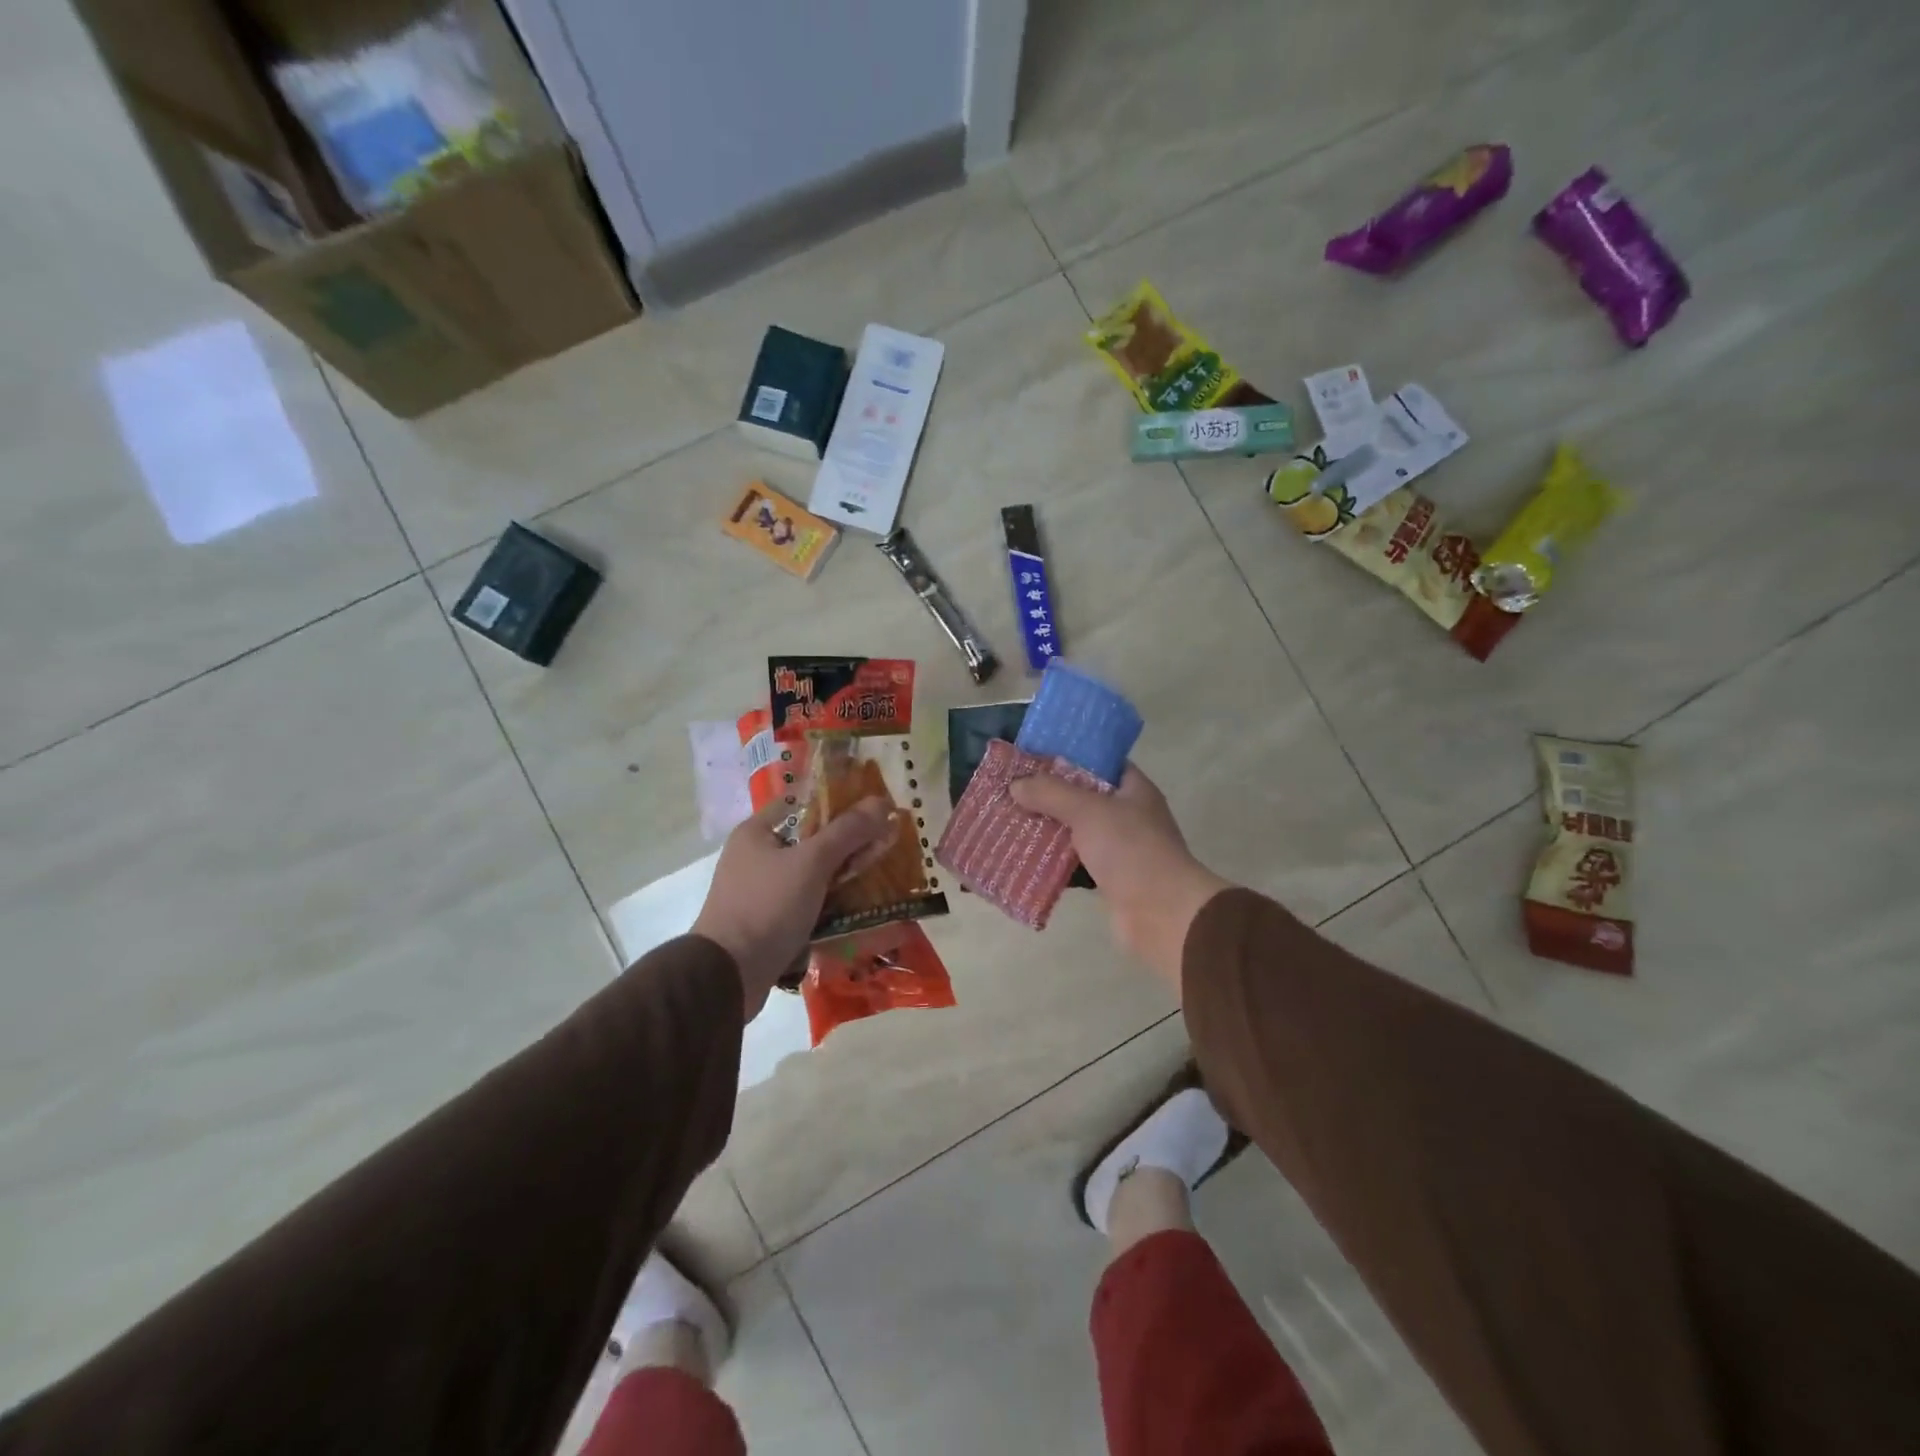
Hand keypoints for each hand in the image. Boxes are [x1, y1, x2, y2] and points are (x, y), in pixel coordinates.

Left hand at [692, 797, 895, 1017]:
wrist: (728, 975)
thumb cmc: (767, 906)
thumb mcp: (811, 862)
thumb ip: (847, 831)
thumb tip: (880, 801)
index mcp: (756, 833)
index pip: (802, 803)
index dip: (836, 802)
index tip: (872, 808)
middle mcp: (755, 858)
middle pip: (810, 841)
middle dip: (847, 844)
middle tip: (884, 844)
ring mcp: (761, 892)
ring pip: (811, 876)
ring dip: (842, 878)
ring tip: (880, 877)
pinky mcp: (770, 923)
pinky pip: (807, 905)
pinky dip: (830, 906)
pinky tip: (860, 910)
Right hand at [1011, 763, 1230, 992]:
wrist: (1162, 913)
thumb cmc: (1131, 849)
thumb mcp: (1088, 810)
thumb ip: (1051, 793)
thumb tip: (1016, 785)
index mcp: (1134, 789)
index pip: (1101, 762)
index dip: (1070, 757)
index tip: (1035, 757)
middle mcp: (1129, 815)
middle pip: (1084, 797)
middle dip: (1050, 795)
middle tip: (1014, 790)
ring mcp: (1120, 849)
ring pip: (1076, 831)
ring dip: (1048, 829)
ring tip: (1012, 820)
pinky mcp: (1108, 878)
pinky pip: (1075, 863)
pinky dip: (1053, 861)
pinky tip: (1025, 857)